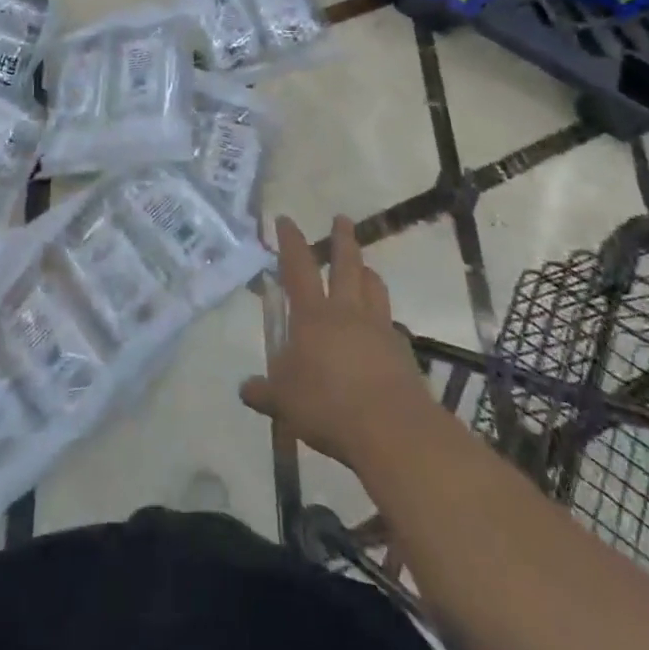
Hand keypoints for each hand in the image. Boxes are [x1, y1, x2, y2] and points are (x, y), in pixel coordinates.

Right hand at [240, 216, 432, 469]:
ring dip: (367, 272)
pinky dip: (384, 318)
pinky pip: (392, 323)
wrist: (393, 430)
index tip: (286, 219)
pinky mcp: (403, 351)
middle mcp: (347, 311)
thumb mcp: (285, 401)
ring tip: (365, 268)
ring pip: (374, 287)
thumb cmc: (329, 405)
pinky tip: (383, 328)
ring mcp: (379, 328)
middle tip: (342, 219)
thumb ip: (265, 391)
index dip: (291, 241)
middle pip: (347, 264)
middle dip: (342, 238)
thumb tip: (245, 388)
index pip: (298, 267)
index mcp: (313, 315)